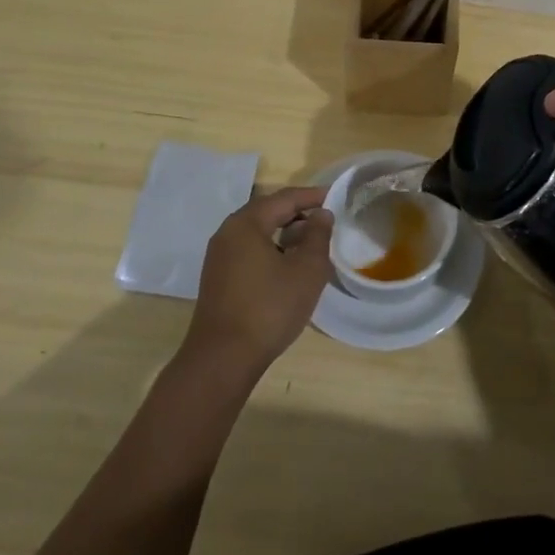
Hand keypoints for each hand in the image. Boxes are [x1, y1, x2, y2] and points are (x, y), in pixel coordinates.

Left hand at [184, 187, 332, 376]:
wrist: (223, 359)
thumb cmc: (269, 308)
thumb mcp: (306, 270)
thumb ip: (318, 236)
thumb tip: (322, 214)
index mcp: (246, 224)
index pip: (284, 198)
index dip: (312, 196)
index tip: (336, 197)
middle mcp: (228, 233)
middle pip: (268, 211)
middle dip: (298, 213)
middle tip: (326, 219)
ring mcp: (219, 257)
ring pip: (258, 232)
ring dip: (285, 233)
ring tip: (312, 243)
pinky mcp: (218, 278)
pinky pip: (250, 251)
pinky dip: (272, 249)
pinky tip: (289, 266)